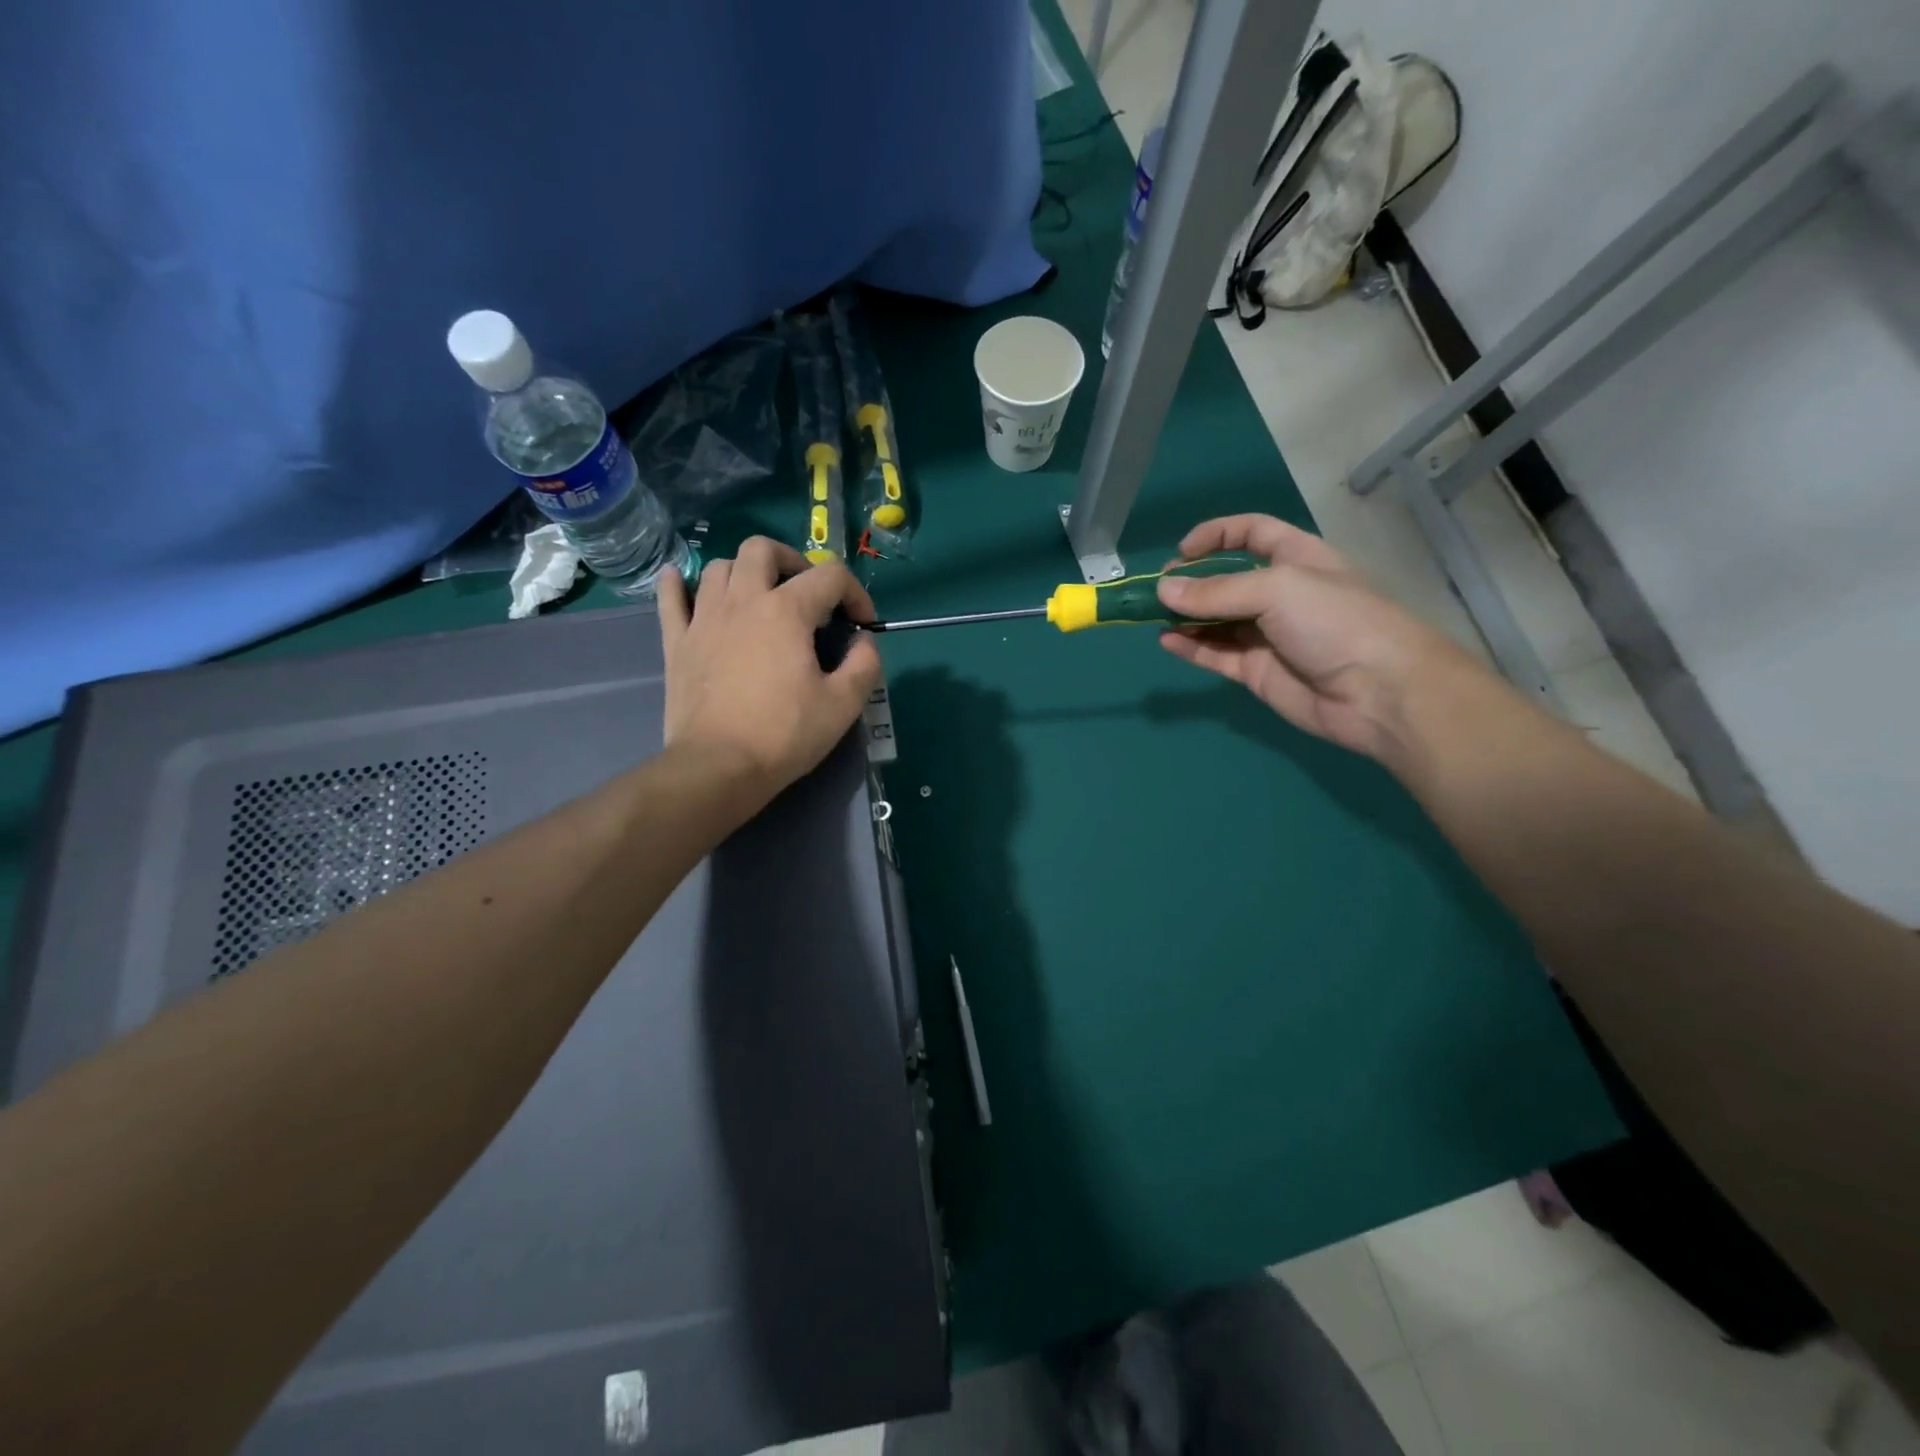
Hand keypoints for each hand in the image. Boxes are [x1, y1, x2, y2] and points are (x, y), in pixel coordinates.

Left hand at [657, 538, 882, 803]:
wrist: (718, 767)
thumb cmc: (784, 734)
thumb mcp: (844, 704)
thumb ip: (865, 664)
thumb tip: (863, 642)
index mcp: (786, 611)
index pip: (830, 576)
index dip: (855, 593)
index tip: (861, 625)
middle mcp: (742, 600)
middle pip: (762, 550)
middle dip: (792, 561)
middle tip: (806, 595)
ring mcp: (703, 619)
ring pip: (719, 568)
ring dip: (744, 573)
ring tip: (760, 599)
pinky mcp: (677, 643)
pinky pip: (670, 598)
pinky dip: (678, 584)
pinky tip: (682, 581)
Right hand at [1157, 514, 1477, 761]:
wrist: (1379, 692)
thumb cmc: (1335, 621)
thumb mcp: (1277, 589)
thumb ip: (1217, 591)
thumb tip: (1164, 590)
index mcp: (1296, 558)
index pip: (1252, 533)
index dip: (1217, 535)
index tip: (1182, 552)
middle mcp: (1280, 594)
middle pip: (1226, 579)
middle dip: (1191, 582)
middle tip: (1158, 591)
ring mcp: (1267, 635)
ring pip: (1216, 620)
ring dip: (1185, 616)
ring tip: (1152, 616)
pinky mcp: (1257, 672)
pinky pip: (1216, 655)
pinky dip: (1191, 648)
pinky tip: (1167, 641)